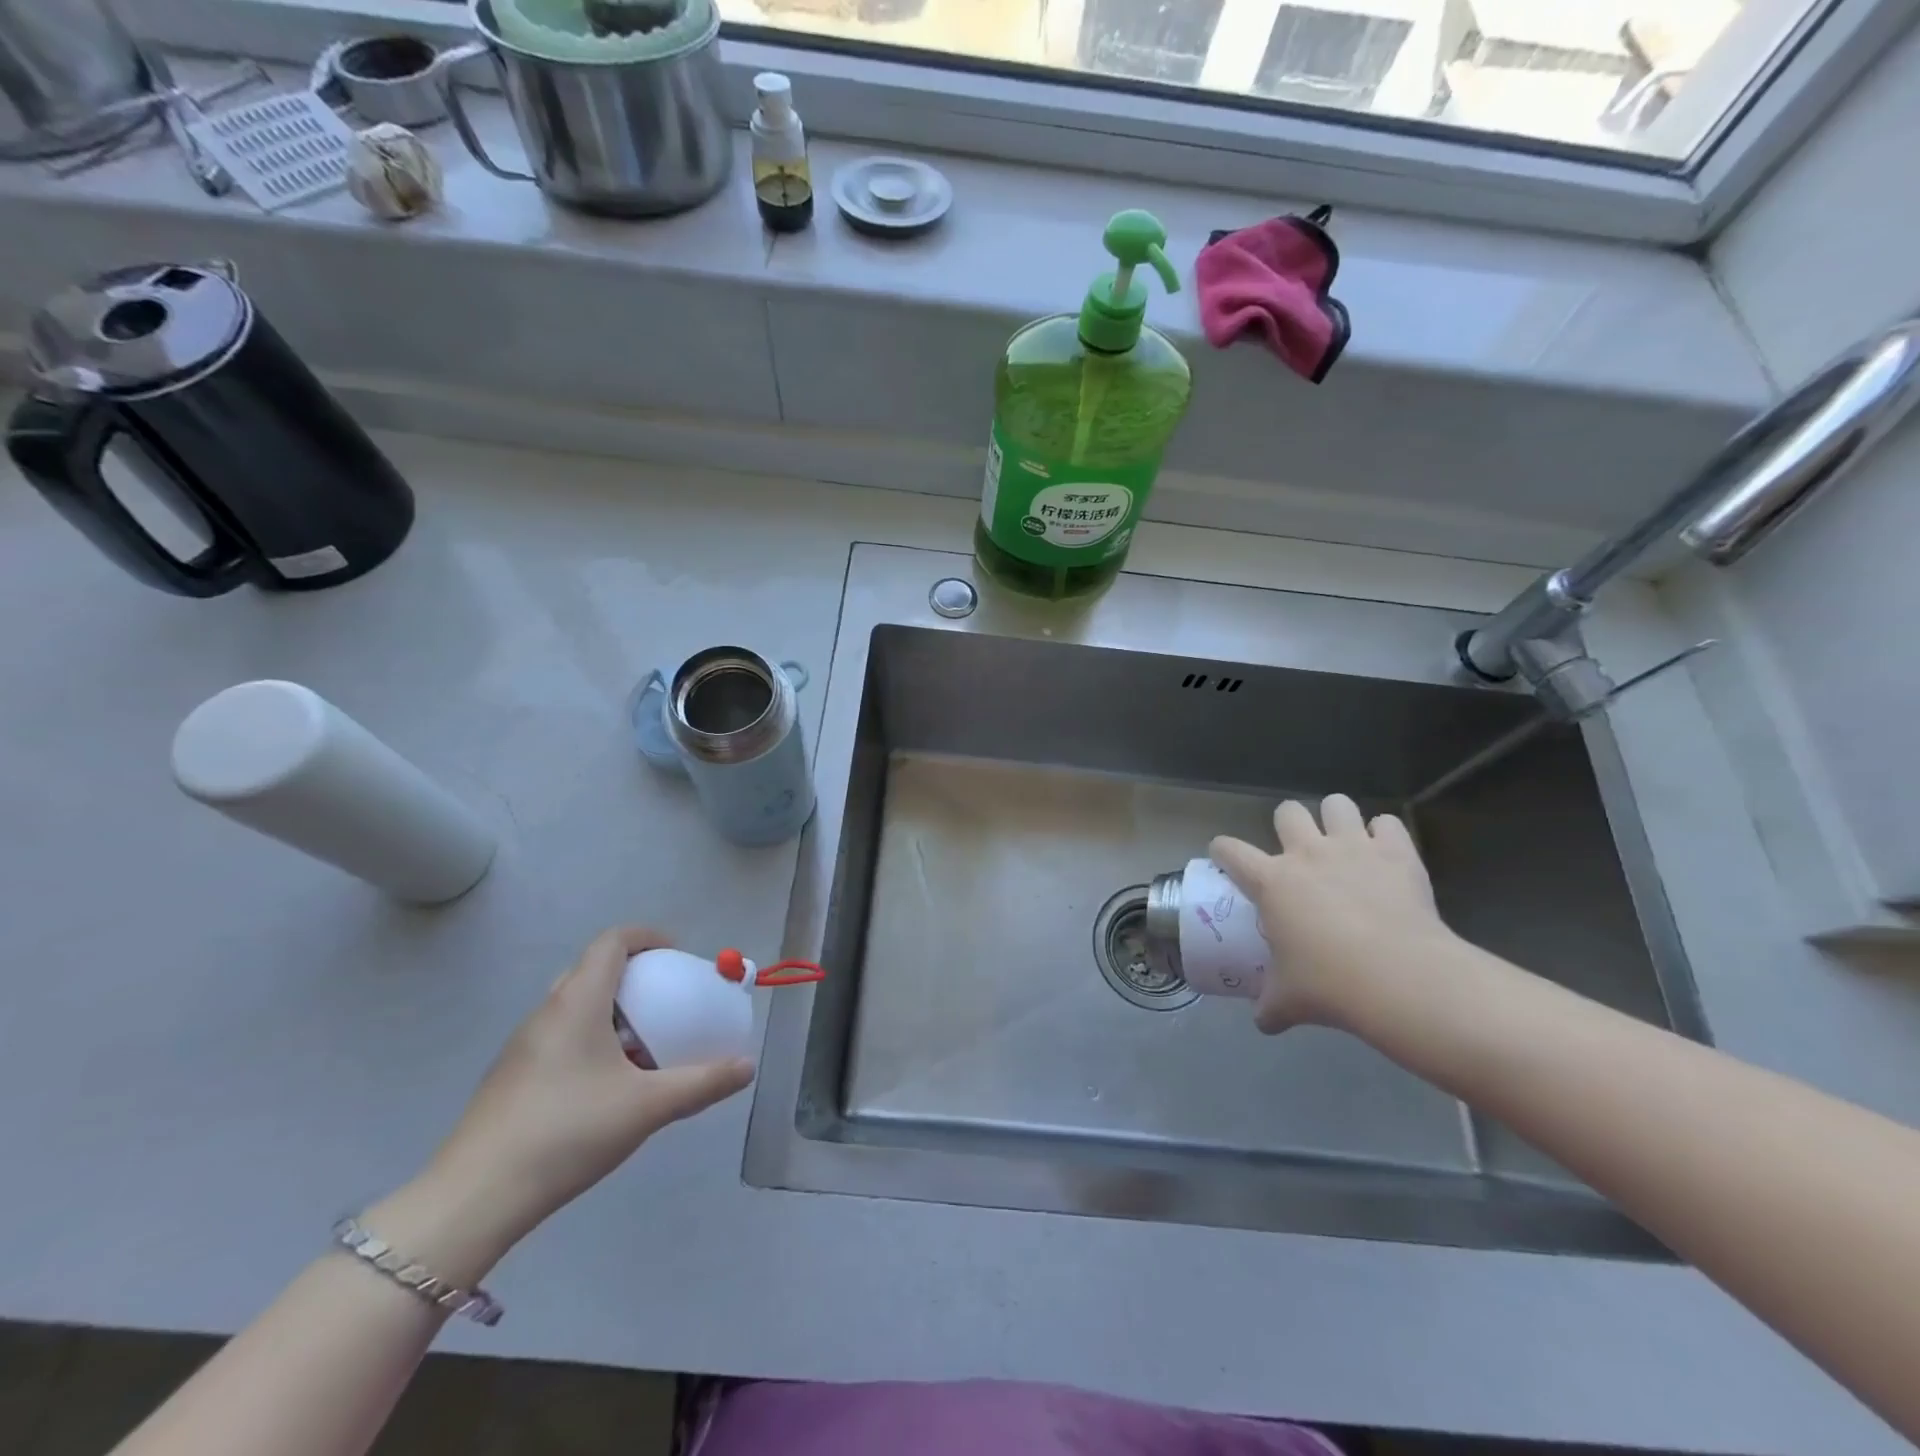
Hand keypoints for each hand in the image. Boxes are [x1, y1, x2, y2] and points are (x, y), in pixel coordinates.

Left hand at [425, 927, 754, 1246]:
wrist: (474, 1198)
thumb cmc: (567, 1132)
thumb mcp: (648, 1106)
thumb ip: (702, 1083)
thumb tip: (747, 1067)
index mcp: (578, 1001)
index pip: (613, 941)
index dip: (649, 937)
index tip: (678, 958)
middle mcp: (547, 1011)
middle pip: (593, 969)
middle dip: (635, 976)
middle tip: (666, 1001)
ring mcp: (523, 1046)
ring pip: (574, 1005)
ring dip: (612, 1011)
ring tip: (643, 1046)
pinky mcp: (511, 1078)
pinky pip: (560, 1036)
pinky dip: (591, 1039)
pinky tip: (607, 1086)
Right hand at [1210, 796, 1454, 1033]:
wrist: (1400, 978)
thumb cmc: (1330, 985)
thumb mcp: (1289, 1000)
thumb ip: (1270, 1005)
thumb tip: (1263, 1021)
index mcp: (1271, 881)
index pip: (1230, 850)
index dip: (1223, 851)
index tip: (1226, 858)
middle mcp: (1306, 854)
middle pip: (1286, 812)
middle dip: (1288, 825)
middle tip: (1297, 852)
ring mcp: (1353, 848)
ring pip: (1336, 804)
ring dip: (1337, 818)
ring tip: (1343, 841)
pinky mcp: (1396, 853)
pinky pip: (1388, 823)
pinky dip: (1385, 834)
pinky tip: (1386, 853)